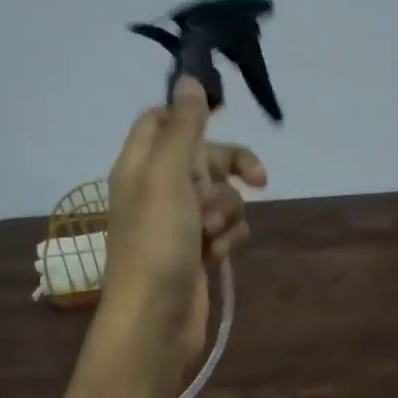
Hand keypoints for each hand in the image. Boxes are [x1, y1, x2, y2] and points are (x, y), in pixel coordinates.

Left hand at [103, 76, 267, 358]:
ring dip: (226, 212)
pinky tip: (217, 256)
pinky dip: (227, 239)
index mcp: (140, 164)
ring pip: (222, 194)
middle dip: (229, 168)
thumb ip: (183, 126)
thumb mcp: (168, 174)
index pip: (161, 120)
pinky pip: (226, 227)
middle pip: (204, 156)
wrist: (156, 318)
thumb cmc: (157, 241)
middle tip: (258, 177)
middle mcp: (157, 188)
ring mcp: (179, 221)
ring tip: (210, 235)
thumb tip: (189, 79)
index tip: (223, 117)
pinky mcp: (198, 249)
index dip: (191, 116)